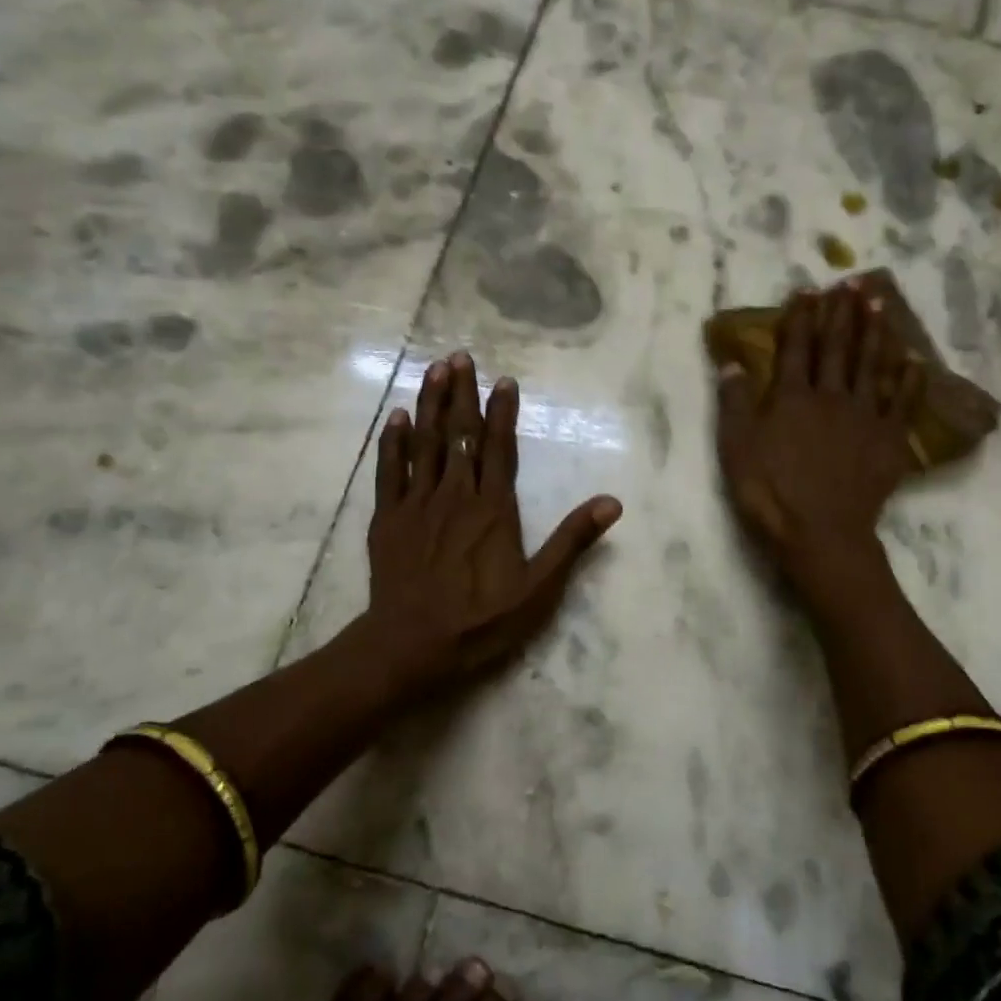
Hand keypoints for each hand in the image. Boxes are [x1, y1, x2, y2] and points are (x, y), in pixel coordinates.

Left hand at [362, 351, 622, 696]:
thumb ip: (572, 541)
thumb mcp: (539, 588)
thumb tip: (611, 502)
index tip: (503, 380)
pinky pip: (390, 471)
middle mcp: (456, 495)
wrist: (413, 643)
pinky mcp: (389, 518)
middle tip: (460, 357)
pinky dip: (393, 442)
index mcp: (493, 508)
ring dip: (430, 405)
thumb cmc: (482, 619)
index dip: (501, 412)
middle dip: (461, 393)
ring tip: (434, 369)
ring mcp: (418, 504)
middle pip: (459, 434)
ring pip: (425, 443)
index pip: (499, 448)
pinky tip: (397, 417)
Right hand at [715, 285, 918, 584]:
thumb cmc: (770, 492)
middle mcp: (831, 396)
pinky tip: (913, 361)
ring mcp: (865, 416)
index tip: (809, 290)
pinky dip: (909, 380)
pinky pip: (902, 402)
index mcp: (792, 397)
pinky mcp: (889, 440)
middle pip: (838, 347)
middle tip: (853, 282)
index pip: (796, 347)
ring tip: (880, 304)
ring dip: (876, 332)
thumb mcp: (736, 449)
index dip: (801, 317)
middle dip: (843, 313)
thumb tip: (731, 364)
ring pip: (872, 365)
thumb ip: (734, 404)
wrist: (821, 532)